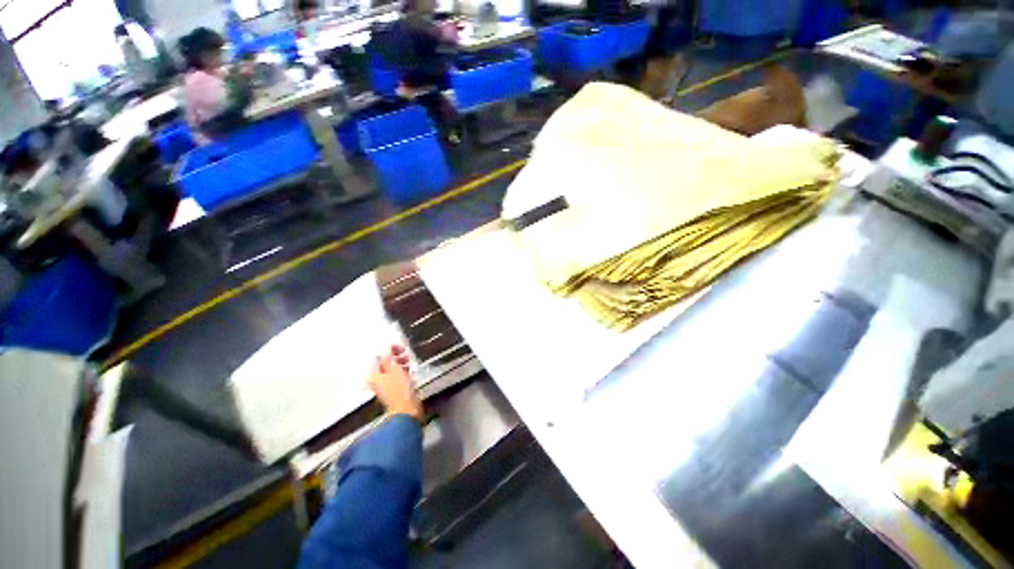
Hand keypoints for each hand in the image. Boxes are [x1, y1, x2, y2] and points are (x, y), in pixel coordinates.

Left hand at [368, 345, 422, 421]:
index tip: (397, 345)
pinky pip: (398, 376)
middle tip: (404, 352)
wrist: (407, 409)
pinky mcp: (396, 390)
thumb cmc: (399, 389)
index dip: (387, 350)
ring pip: (392, 369)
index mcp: (373, 375)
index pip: (377, 358)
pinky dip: (403, 370)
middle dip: (394, 356)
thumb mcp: (393, 369)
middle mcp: (377, 380)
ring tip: (408, 359)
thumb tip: (385, 349)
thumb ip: (388, 358)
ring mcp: (387, 386)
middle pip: (385, 363)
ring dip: (400, 362)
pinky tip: (409, 368)